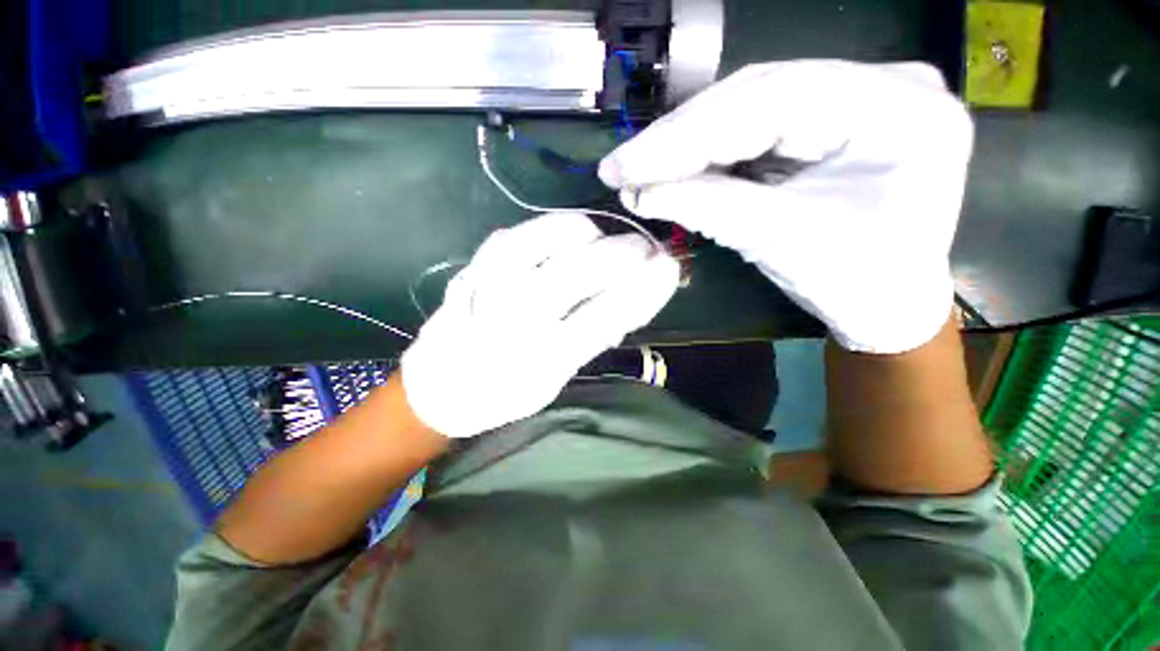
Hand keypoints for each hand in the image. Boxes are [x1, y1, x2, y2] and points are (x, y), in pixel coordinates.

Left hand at [401, 212, 678, 437]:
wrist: (437, 389)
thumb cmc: (502, 394)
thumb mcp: (554, 381)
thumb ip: (591, 339)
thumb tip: (629, 300)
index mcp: (542, 362)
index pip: (606, 316)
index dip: (644, 289)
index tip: (669, 269)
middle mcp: (516, 322)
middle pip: (579, 272)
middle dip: (623, 253)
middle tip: (644, 249)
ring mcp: (490, 288)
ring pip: (546, 243)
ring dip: (587, 234)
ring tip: (602, 239)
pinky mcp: (473, 269)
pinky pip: (517, 235)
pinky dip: (549, 228)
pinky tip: (567, 234)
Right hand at [599, 61, 973, 353]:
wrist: (888, 304)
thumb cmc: (854, 282)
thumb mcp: (781, 243)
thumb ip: (709, 207)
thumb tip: (638, 192)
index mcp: (896, 108)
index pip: (767, 101)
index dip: (683, 137)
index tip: (623, 167)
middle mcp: (882, 83)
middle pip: (755, 95)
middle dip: (679, 139)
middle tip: (622, 168)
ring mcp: (855, 97)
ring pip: (749, 107)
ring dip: (688, 145)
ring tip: (638, 171)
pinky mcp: (829, 120)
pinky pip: (756, 128)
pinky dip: (709, 154)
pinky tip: (673, 171)